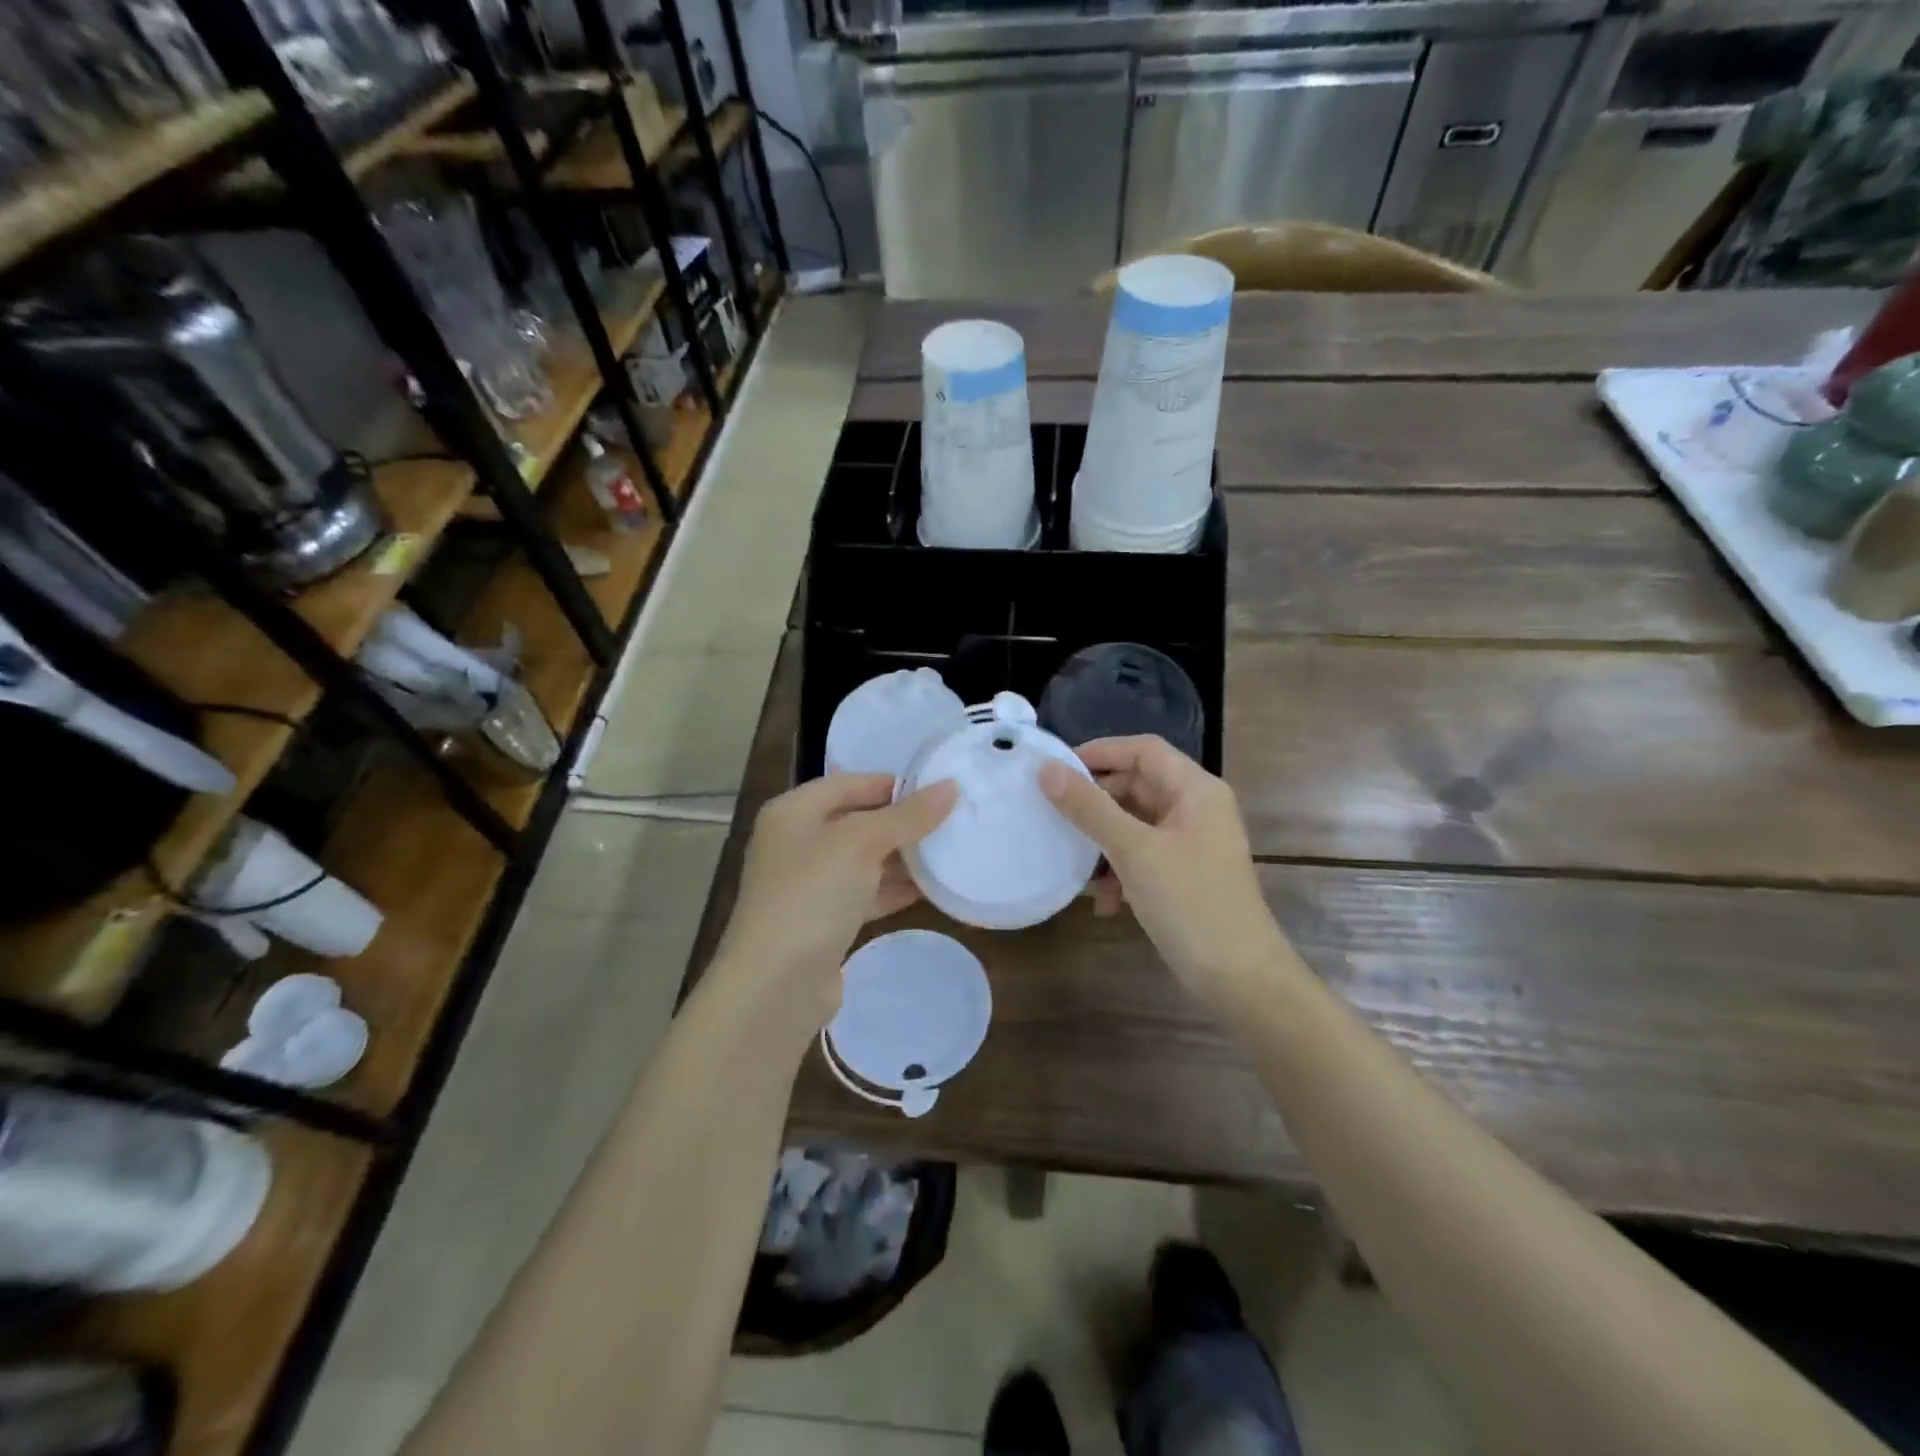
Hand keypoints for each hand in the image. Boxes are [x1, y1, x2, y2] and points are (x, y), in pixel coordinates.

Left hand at [714, 773, 956, 1038]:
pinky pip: (865, 893)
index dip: (894, 784)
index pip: (850, 783)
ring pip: (864, 859)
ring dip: (903, 857)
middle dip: (903, 821)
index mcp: (794, 812)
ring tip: (951, 851)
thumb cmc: (812, 895)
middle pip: (858, 820)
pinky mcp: (823, 921)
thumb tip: (950, 787)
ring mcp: (809, 884)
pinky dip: (894, 889)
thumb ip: (907, 816)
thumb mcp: (862, 843)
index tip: (939, 790)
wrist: (776, 984)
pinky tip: (932, 889)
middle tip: (953, 819)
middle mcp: (797, 842)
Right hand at [1039, 736, 1284, 1006]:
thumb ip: (1089, 808)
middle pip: (1138, 785)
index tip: (1057, 768)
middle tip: (1056, 814)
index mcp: (1196, 790)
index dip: (1100, 752)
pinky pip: (1144, 856)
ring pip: (1136, 824)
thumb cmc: (1190, 903)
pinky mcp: (1185, 875)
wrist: (1240, 979)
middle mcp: (1197, 809)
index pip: (1144, 750)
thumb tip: (1047, 771)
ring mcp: (1192, 844)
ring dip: (1104, 842)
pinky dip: (1121, 871)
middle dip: (1097, 802)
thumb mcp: (1134, 851)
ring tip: (1076, 862)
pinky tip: (1105, 903)